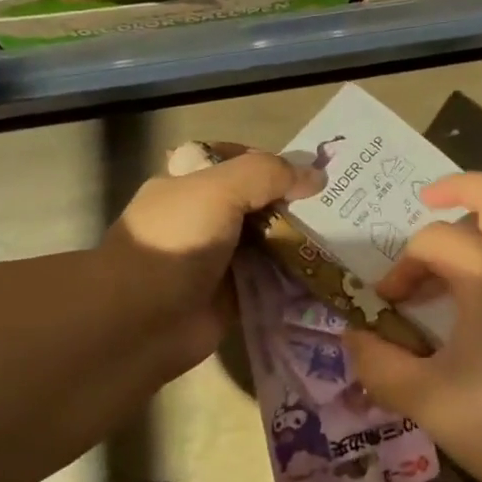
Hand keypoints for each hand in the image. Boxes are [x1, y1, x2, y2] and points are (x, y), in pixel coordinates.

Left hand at [100, 144, 321, 366]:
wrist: (138, 322)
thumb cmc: (175, 242)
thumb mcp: (219, 189)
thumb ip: (268, 174)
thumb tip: (316, 176)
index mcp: (189, 182)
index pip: (236, 159)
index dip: (271, 162)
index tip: (310, 172)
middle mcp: (203, 216)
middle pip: (256, 200)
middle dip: (292, 202)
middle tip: (337, 204)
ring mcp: (217, 258)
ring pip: (266, 240)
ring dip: (298, 240)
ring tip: (342, 236)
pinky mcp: (231, 295)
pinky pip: (270, 279)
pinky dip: (294, 277)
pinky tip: (327, 271)